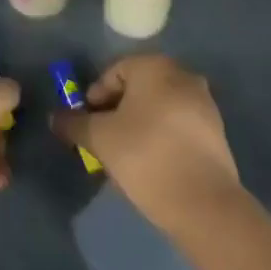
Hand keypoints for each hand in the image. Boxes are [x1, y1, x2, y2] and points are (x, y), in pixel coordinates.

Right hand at [50, 54, 240, 228]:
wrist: (203, 202)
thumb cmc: (145, 155)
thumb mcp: (100, 138)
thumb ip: (74, 124)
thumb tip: (55, 117)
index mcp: (155, 66)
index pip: (114, 72)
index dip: (94, 97)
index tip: (85, 124)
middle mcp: (183, 75)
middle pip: (138, 89)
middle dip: (116, 112)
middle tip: (101, 139)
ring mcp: (204, 104)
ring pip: (158, 108)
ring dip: (137, 125)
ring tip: (123, 156)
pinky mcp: (215, 132)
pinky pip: (177, 126)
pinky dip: (160, 137)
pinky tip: (150, 164)